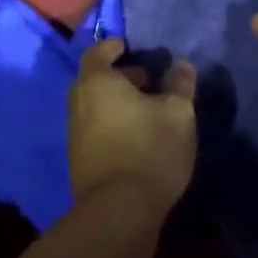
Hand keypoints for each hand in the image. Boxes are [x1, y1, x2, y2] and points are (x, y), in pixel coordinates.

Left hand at [67, 40, 198, 210]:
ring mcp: (75, 134)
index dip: (112, 47)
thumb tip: (182, 65)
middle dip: (120, 76)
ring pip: (95, 106)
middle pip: (95, 80)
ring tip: (148, 109)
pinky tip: (137, 135)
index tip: (128, 47)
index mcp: (96, 82)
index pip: (97, 53)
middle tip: (146, 79)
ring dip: (117, 102)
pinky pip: (95, 128)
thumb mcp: (177, 113)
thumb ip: (179, 85)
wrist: (119, 210)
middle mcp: (78, 103)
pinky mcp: (80, 160)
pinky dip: (112, 122)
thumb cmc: (149, 149)